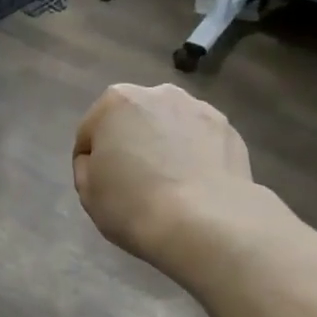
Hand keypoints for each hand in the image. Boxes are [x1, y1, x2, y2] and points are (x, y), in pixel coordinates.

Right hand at [73, 84, 255, 264]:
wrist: (204, 223)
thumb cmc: (133, 204)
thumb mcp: (87, 192)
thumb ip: (88, 165)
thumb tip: (104, 159)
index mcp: (116, 102)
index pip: (90, 132)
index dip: (90, 162)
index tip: (99, 187)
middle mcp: (159, 94)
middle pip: (133, 121)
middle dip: (131, 144)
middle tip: (134, 183)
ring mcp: (199, 109)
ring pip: (169, 128)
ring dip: (164, 146)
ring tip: (168, 186)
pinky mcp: (229, 130)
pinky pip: (199, 142)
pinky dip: (194, 157)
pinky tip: (194, 187)